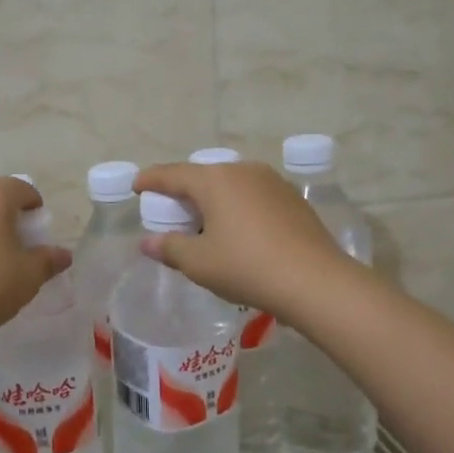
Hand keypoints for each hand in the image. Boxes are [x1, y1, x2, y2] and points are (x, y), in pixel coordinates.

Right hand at [134, 160, 353, 322]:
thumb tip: (147, 243)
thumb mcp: (199, 263)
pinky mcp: (292, 198)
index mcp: (215, 180)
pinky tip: (238, 229)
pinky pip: (253, 195)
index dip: (150, 179)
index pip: (172, 174)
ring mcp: (272, 182)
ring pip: (230, 184)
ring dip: (212, 198)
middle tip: (169, 209)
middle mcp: (243, 171)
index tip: (136, 186)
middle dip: (183, 190)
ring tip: (204, 220)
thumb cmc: (247, 267)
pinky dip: (237, 206)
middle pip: (203, 175)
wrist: (316, 282)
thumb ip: (169, 248)